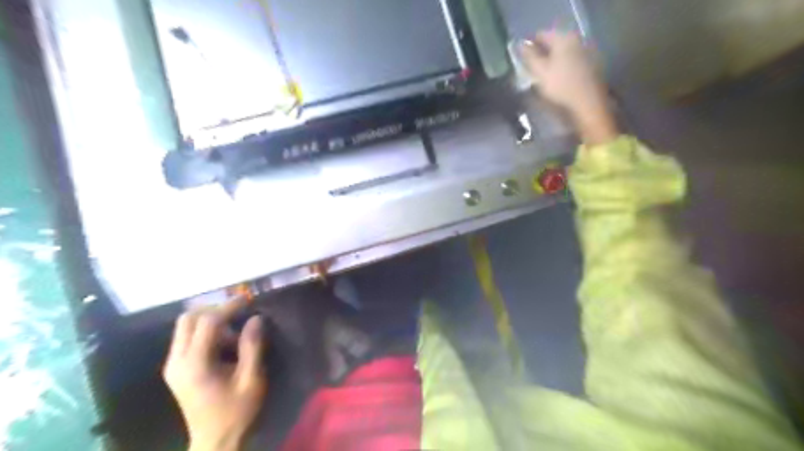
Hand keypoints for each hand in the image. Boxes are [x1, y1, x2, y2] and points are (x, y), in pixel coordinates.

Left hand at [162, 298, 265, 450]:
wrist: (215, 442)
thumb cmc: (237, 412)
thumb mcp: (252, 379)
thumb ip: (252, 346)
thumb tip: (256, 318)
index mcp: (195, 364)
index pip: (207, 322)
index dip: (228, 307)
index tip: (248, 300)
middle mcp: (177, 361)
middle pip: (187, 319)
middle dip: (214, 310)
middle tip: (238, 313)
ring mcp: (173, 366)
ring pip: (185, 327)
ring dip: (210, 322)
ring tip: (235, 335)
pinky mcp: (177, 370)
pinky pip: (187, 339)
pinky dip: (206, 333)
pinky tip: (225, 346)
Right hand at [525, 29, 615, 144]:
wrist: (588, 107)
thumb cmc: (560, 87)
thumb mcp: (539, 72)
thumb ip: (528, 56)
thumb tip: (520, 44)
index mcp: (564, 38)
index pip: (541, 34)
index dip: (528, 45)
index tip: (520, 59)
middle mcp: (577, 41)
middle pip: (553, 44)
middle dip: (540, 55)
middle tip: (528, 69)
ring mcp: (586, 54)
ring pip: (562, 55)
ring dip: (550, 64)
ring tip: (539, 78)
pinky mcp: (590, 69)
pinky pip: (570, 64)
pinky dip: (560, 70)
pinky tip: (555, 83)